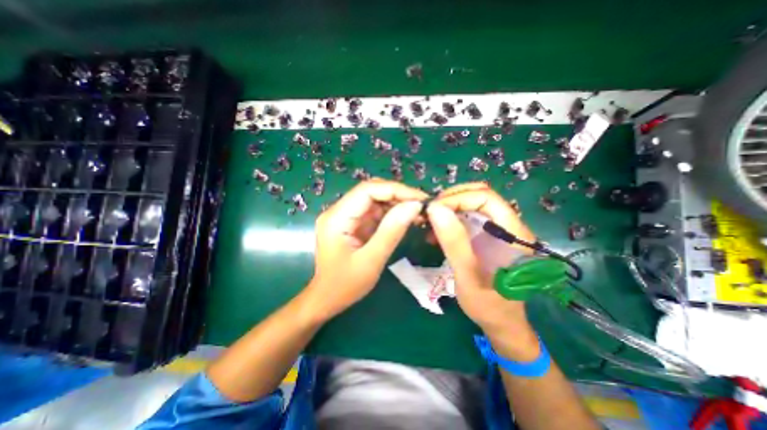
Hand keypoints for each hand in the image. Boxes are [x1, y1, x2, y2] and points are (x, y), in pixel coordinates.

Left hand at [308, 176, 425, 319]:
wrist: (327, 299)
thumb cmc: (345, 285)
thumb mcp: (371, 260)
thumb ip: (392, 231)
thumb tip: (414, 206)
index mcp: (337, 218)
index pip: (368, 190)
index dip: (396, 190)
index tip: (420, 199)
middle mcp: (338, 211)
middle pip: (371, 191)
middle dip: (398, 195)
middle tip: (422, 206)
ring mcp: (345, 216)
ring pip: (375, 199)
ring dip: (397, 203)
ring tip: (419, 213)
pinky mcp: (352, 223)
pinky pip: (374, 211)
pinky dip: (392, 213)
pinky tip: (406, 218)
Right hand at [428, 182, 541, 358]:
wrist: (501, 323)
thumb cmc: (488, 306)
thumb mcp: (468, 277)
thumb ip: (454, 243)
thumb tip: (435, 209)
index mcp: (513, 234)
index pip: (486, 198)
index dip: (458, 198)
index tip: (433, 210)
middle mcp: (508, 226)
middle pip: (479, 196)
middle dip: (451, 199)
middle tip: (429, 213)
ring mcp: (498, 230)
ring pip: (472, 204)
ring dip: (448, 208)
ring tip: (429, 222)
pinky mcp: (488, 236)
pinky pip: (467, 217)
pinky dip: (449, 219)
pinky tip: (436, 233)